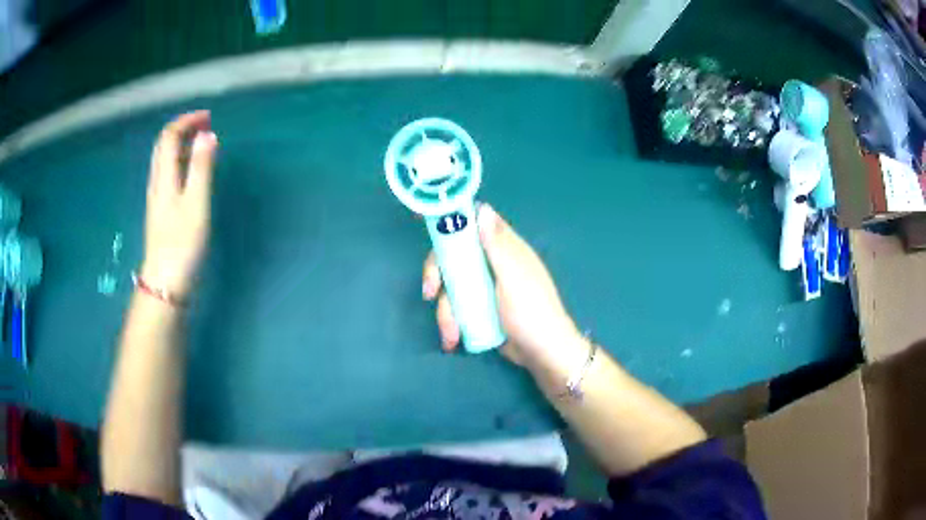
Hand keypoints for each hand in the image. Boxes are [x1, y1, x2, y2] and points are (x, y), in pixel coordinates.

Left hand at [140, 111, 217, 299]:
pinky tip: (191, 171)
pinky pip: (168, 174)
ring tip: (202, 143)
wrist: (165, 281)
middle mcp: (157, 182)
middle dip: (183, 129)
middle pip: (163, 145)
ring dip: (181, 144)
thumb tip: (207, 135)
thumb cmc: (182, 243)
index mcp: (164, 176)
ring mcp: (157, 197)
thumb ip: (201, 168)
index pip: (169, 136)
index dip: (186, 121)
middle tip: (205, 126)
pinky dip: (180, 161)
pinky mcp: (161, 211)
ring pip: (165, 160)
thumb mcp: (196, 203)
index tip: (208, 117)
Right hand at [423, 204, 586, 368]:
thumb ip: (497, 246)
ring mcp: (484, 288)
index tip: (430, 231)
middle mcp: (491, 264)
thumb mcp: (513, 278)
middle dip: (438, 275)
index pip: (475, 225)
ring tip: (451, 335)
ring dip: (446, 311)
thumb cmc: (531, 312)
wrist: (542, 354)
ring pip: (452, 286)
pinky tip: (452, 339)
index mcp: (504, 250)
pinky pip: (457, 307)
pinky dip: (452, 322)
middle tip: (430, 293)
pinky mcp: (479, 309)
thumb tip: (483, 208)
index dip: (453, 223)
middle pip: (454, 256)